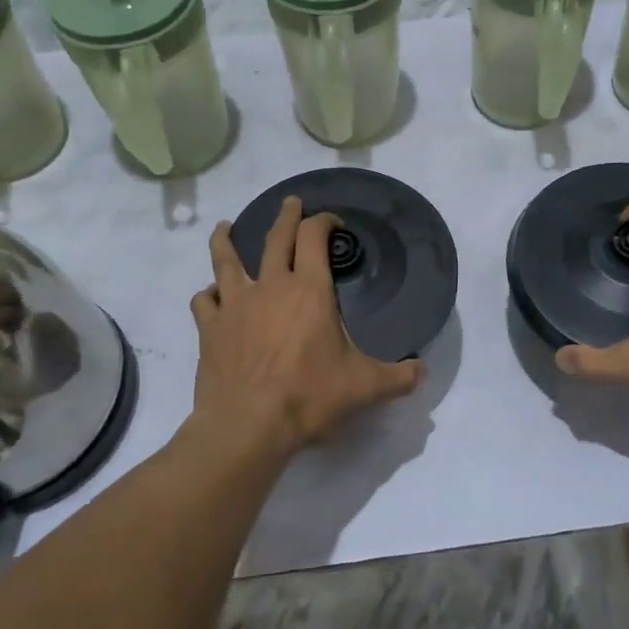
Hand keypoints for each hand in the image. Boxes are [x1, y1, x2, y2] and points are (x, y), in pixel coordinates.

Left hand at [189, 196, 422, 458]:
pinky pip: (205, 301)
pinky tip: (211, 296)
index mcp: (309, 290)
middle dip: (286, 216)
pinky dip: (209, 294)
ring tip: (224, 227)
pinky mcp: (210, 328)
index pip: (314, 238)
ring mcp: (235, 305)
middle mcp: (271, 287)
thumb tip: (423, 372)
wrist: (247, 425)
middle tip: (290, 203)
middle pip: (276, 238)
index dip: (323, 222)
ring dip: (226, 240)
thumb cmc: (308, 397)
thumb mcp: (364, 387)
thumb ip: (397, 377)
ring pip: (226, 260)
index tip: (332, 222)